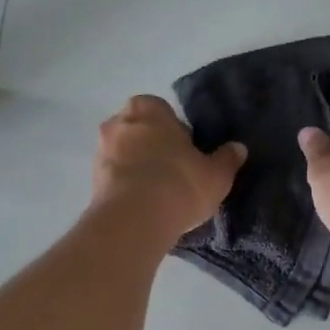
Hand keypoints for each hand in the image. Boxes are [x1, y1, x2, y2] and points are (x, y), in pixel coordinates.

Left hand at [91, 96, 244, 243]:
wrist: (134, 221)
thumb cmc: (179, 183)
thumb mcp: (216, 174)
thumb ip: (227, 158)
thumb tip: (238, 148)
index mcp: (147, 108)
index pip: (163, 111)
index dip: (177, 132)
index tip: (189, 153)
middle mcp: (118, 123)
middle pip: (141, 132)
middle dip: (155, 148)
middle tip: (177, 173)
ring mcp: (100, 152)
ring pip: (126, 156)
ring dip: (140, 169)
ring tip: (161, 195)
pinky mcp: (92, 183)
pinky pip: (116, 179)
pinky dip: (128, 188)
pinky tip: (146, 208)